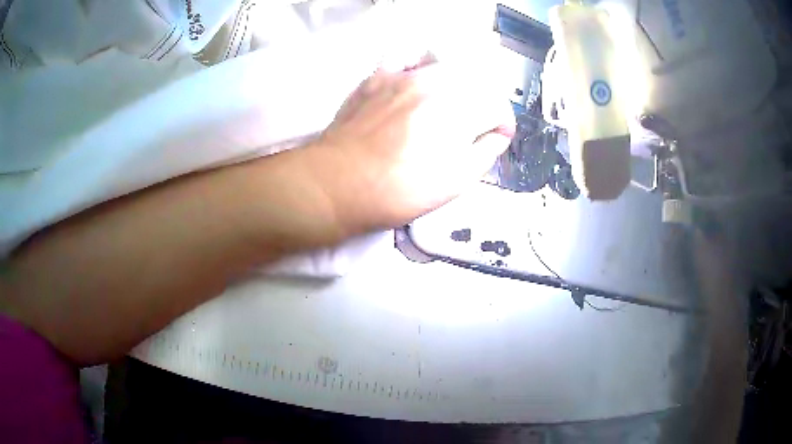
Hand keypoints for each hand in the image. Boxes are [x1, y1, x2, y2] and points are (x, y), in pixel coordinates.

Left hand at [304, 62, 514, 233]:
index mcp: (459, 110)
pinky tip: (418, 81)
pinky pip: (406, 57)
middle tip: (475, 127)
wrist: (338, 183)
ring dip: (457, 83)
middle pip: (475, 82)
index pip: (497, 106)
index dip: (503, 124)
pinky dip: (419, 64)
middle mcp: (435, 83)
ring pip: (446, 65)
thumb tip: (497, 135)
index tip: (498, 137)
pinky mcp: (378, 76)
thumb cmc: (399, 190)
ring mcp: (404, 75)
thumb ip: (485, 153)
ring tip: (449, 104)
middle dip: (483, 104)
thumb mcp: (455, 182)